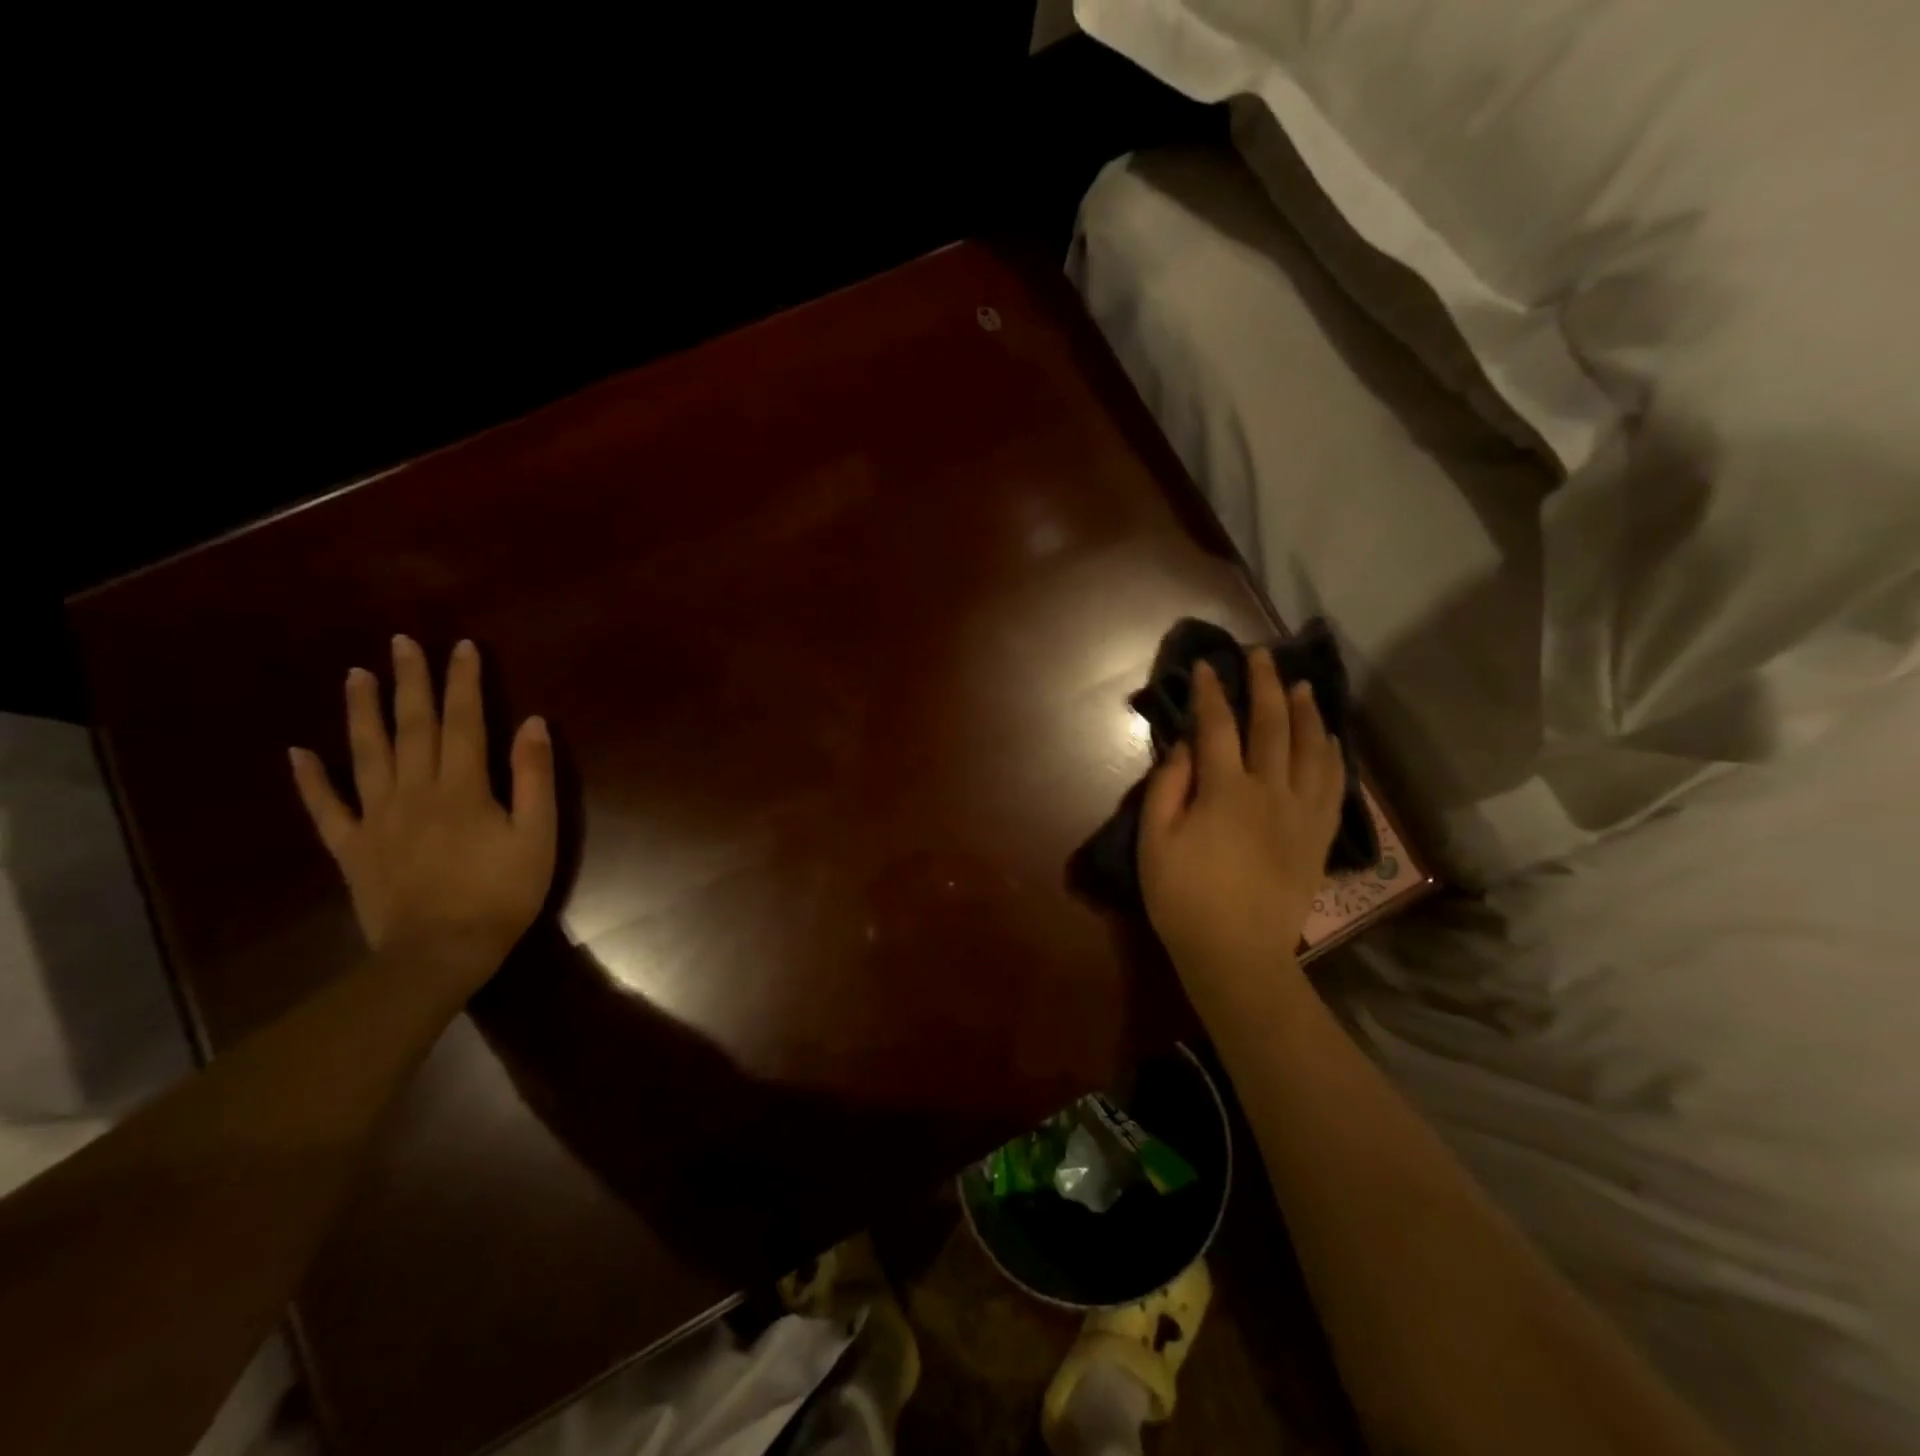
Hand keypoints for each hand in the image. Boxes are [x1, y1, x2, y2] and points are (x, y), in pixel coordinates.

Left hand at [288, 635, 557, 989]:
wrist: (441, 952)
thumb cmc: (502, 892)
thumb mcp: (538, 835)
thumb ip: (535, 777)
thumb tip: (532, 723)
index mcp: (463, 786)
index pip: (464, 721)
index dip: (464, 682)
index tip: (462, 647)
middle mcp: (415, 790)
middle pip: (412, 726)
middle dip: (410, 681)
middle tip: (402, 642)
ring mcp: (377, 817)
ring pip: (366, 754)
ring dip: (361, 712)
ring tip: (356, 675)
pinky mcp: (353, 847)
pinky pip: (326, 807)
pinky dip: (310, 780)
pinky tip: (298, 752)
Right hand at [1137, 651, 1345, 1002]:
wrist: (1237, 954)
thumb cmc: (1183, 898)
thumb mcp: (1155, 841)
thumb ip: (1168, 787)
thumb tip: (1184, 745)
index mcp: (1225, 791)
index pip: (1218, 727)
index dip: (1210, 693)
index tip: (1207, 666)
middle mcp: (1270, 791)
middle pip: (1271, 725)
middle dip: (1265, 685)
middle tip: (1262, 655)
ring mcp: (1301, 812)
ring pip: (1310, 748)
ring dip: (1306, 711)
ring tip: (1302, 684)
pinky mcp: (1318, 835)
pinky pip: (1333, 784)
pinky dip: (1332, 754)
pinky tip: (1329, 737)